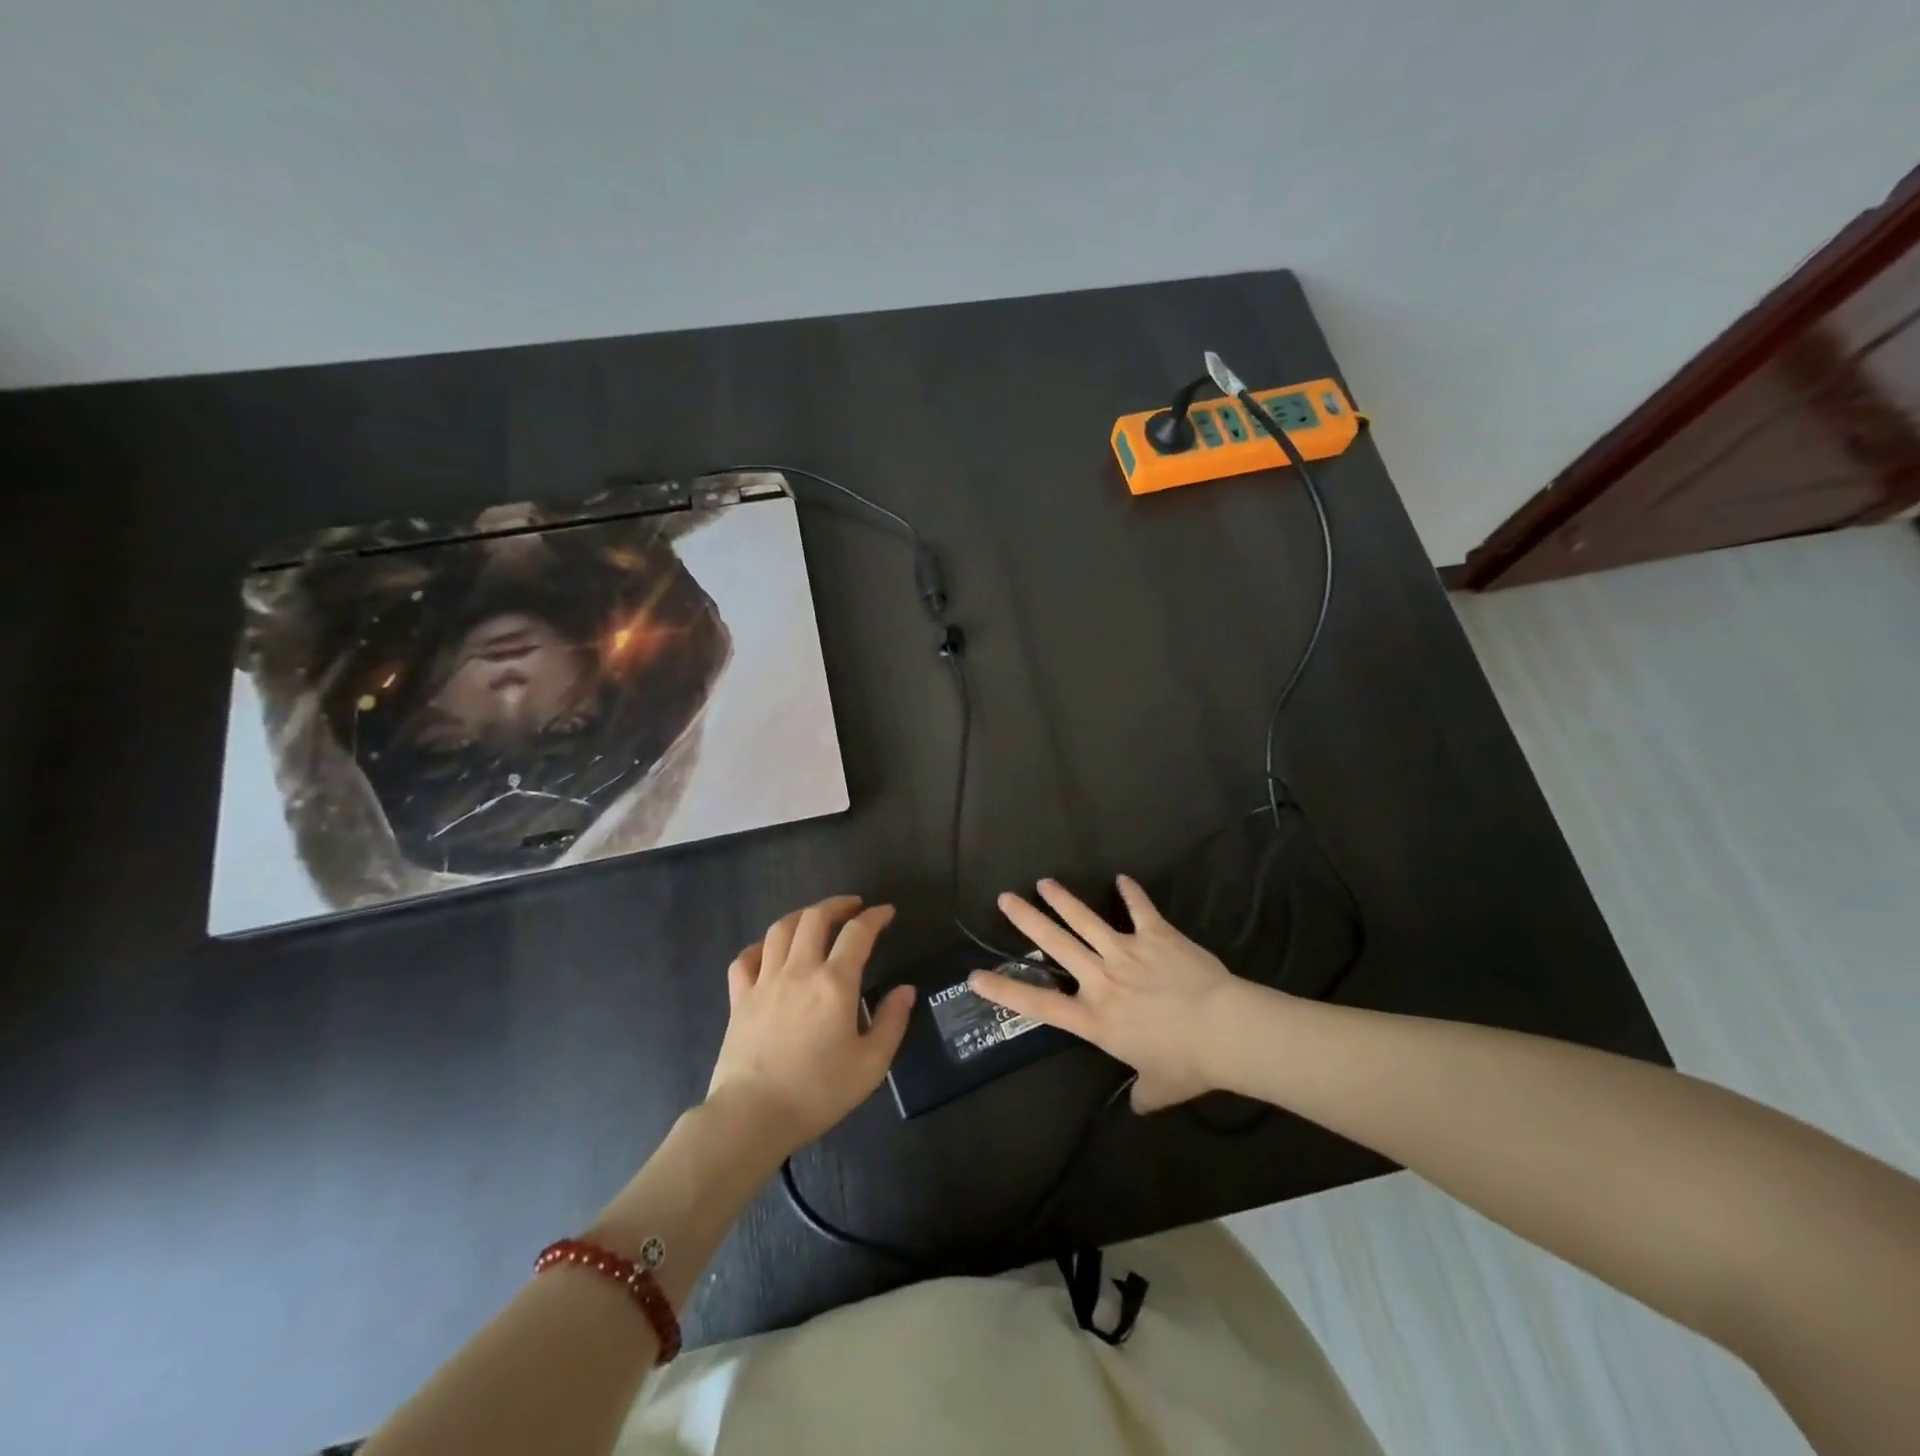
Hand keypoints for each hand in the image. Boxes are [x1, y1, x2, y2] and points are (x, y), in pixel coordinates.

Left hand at [706, 895, 915, 1156]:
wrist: (752, 1117)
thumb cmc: (818, 1092)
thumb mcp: (871, 1065)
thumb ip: (892, 1022)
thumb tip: (906, 990)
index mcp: (835, 983)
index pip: (858, 933)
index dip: (875, 916)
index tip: (886, 912)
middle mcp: (799, 971)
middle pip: (815, 918)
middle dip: (837, 905)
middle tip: (852, 907)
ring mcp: (764, 982)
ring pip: (780, 930)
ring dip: (801, 916)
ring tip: (814, 919)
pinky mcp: (739, 999)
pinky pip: (745, 959)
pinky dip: (759, 947)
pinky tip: (769, 951)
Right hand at [971, 877, 1242, 1111]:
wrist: (1224, 1029)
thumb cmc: (1187, 1063)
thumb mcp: (1159, 1088)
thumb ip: (1142, 1093)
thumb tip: (1138, 1104)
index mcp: (1095, 1018)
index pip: (1038, 1004)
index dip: (1004, 989)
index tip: (976, 976)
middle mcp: (1101, 979)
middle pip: (1056, 944)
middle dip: (1028, 919)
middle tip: (1005, 898)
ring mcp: (1127, 951)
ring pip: (1086, 920)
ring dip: (1063, 900)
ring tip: (1045, 882)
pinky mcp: (1156, 935)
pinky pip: (1140, 910)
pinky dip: (1131, 894)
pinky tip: (1122, 879)